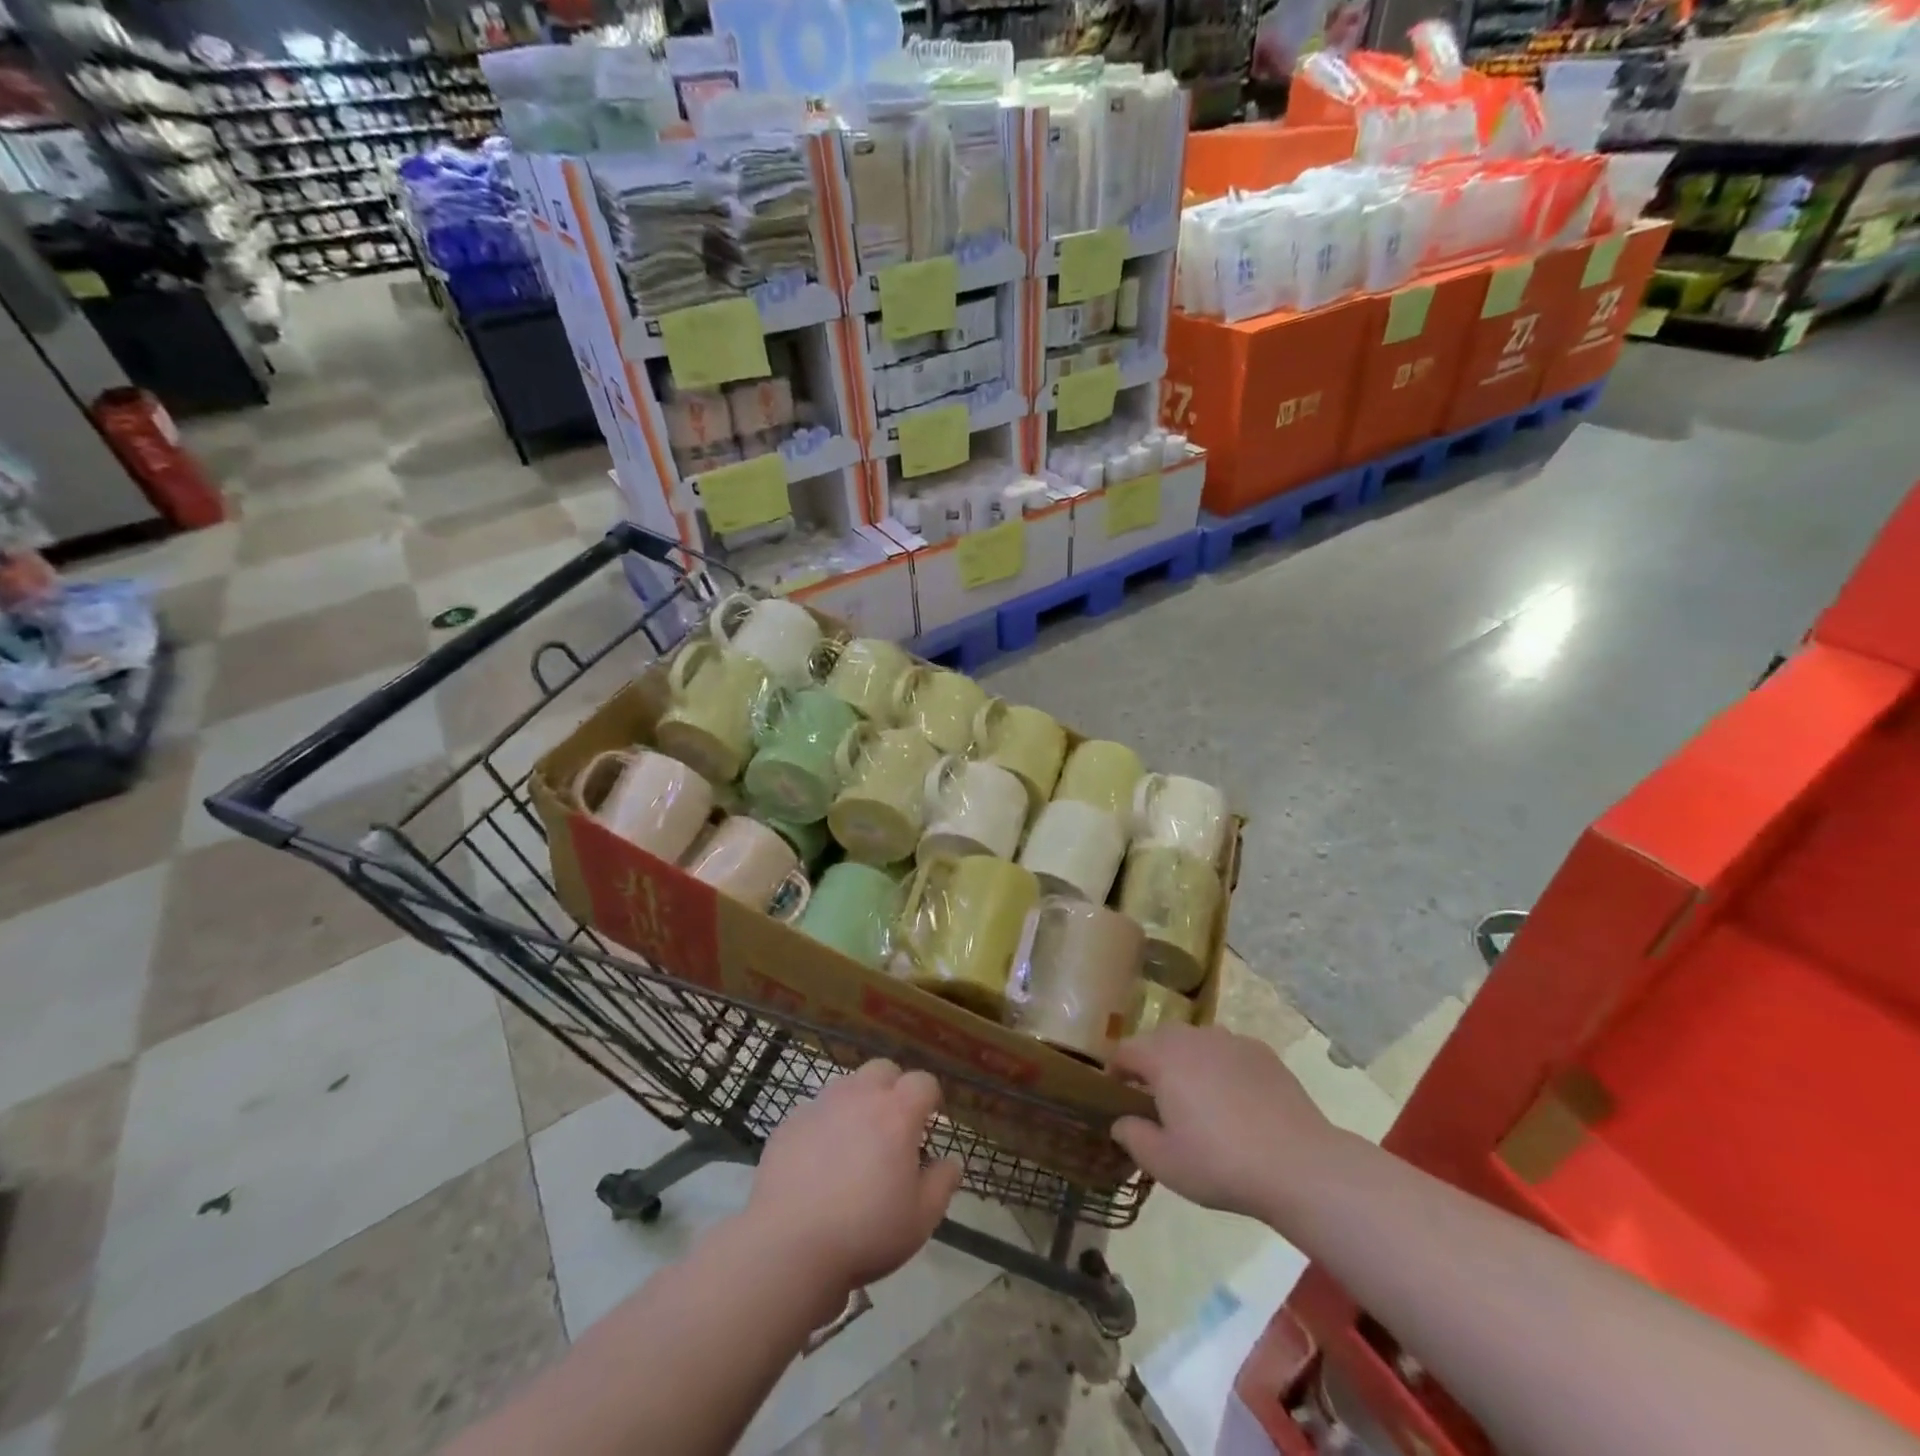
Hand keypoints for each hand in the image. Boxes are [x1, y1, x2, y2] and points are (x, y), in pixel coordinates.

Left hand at [748, 1060, 962, 1301]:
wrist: (788, 1246)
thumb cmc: (866, 1232)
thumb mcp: (920, 1219)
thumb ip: (942, 1184)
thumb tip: (950, 1162)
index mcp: (897, 1113)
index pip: (923, 1082)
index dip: (930, 1099)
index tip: (929, 1124)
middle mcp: (860, 1096)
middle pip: (883, 1069)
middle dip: (893, 1088)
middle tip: (892, 1127)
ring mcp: (821, 1105)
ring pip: (847, 1086)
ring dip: (858, 1103)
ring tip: (855, 1144)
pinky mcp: (789, 1122)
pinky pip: (815, 1111)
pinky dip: (825, 1125)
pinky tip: (819, 1162)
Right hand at [1110, 1025, 1340, 1217]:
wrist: (1298, 1165)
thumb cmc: (1220, 1163)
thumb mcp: (1165, 1163)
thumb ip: (1134, 1137)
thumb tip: (1121, 1122)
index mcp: (1163, 1057)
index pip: (1125, 1051)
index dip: (1115, 1070)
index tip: (1117, 1094)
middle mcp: (1193, 1038)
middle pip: (1159, 1040)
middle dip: (1151, 1063)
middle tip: (1155, 1099)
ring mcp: (1231, 1040)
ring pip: (1196, 1043)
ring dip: (1187, 1062)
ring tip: (1197, 1098)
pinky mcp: (1262, 1052)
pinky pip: (1228, 1052)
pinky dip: (1221, 1067)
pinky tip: (1234, 1101)